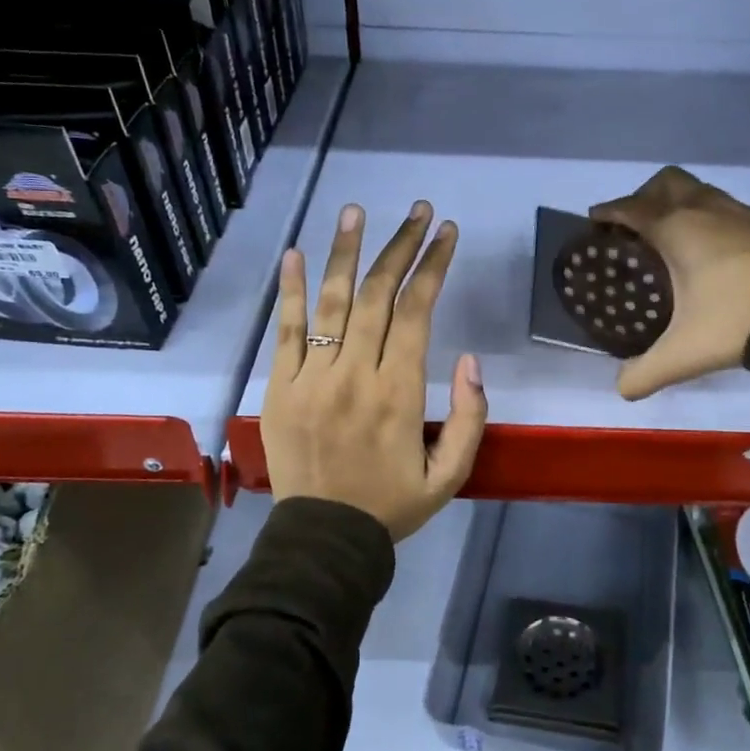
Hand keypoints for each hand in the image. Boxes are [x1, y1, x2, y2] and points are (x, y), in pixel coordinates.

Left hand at [262, 200, 486, 540]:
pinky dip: (291, 290)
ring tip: (356, 211)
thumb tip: (469, 360)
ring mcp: (312, 378)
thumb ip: (469, 417)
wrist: (324, 539)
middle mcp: (355, 374)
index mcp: (399, 393)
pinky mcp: (280, 388)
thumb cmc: (392, 505)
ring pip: (331, 302)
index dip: (433, 266)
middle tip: (418, 210)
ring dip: (346, 252)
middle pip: (377, 294)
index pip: (417, 311)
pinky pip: (286, 331)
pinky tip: (297, 253)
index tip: (446, 232)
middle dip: (401, 246)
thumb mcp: (451, 474)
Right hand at [589, 166, 749, 399]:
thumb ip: (647, 373)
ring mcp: (742, 212)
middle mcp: (706, 210)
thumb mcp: (686, 353)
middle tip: (635, 228)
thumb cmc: (740, 318)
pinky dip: (710, 219)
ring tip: (673, 241)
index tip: (595, 220)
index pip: (631, 208)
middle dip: (644, 197)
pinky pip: (727, 209)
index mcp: (677, 229)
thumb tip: (622, 389)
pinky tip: (715, 254)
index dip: (609, 212)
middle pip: (666, 183)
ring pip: (700, 192)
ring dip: (680, 205)